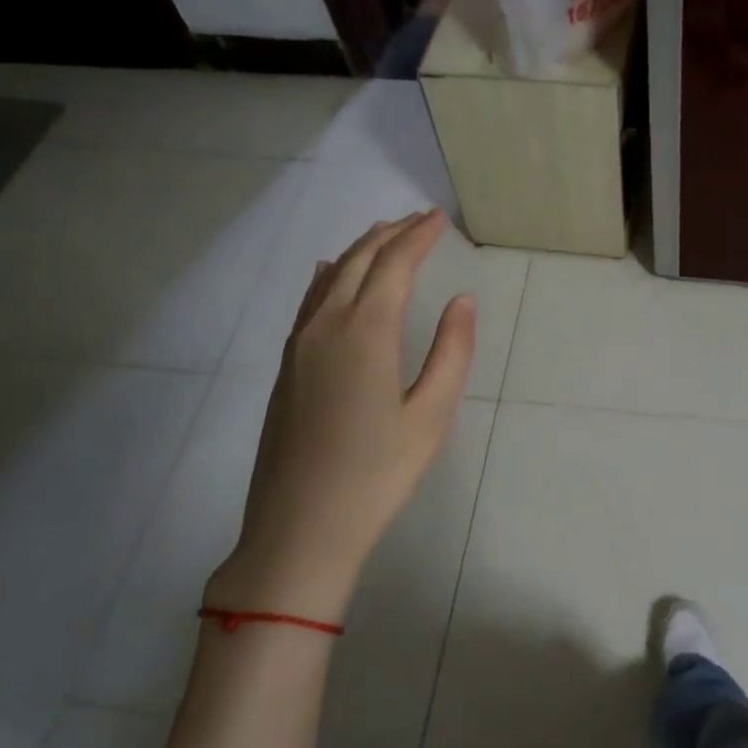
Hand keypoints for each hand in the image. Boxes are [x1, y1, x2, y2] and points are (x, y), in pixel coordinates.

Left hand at [207, 210, 474, 619]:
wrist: (300, 528)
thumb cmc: (376, 474)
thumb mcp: (431, 416)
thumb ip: (451, 352)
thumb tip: (462, 301)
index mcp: (365, 332)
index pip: (394, 265)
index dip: (418, 237)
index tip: (439, 219)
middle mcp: (326, 326)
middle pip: (359, 261)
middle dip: (390, 234)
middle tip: (419, 220)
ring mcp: (299, 345)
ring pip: (329, 277)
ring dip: (360, 250)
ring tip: (384, 235)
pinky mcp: (286, 366)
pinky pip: (309, 301)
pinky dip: (328, 275)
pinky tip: (329, 272)